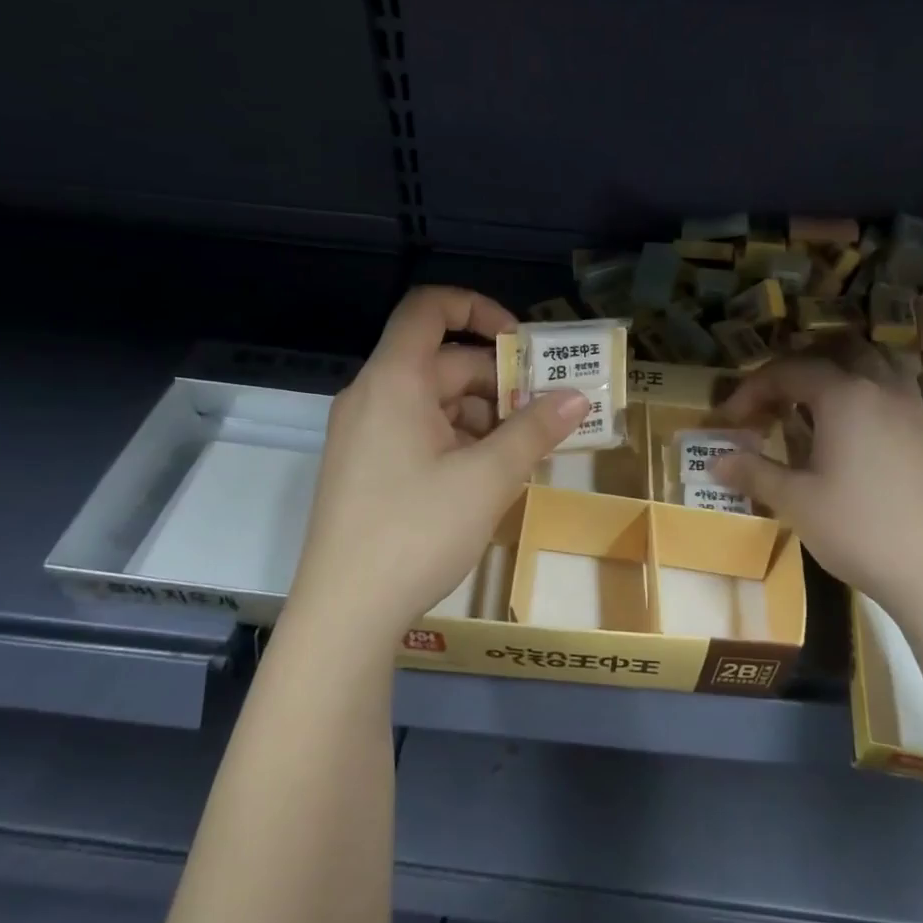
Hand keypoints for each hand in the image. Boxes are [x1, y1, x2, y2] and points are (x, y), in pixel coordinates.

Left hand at [288, 288, 588, 635]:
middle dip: (498, 383)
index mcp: (394, 381)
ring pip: (435, 403)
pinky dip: (458, 441)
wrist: (345, 613)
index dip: (478, 308)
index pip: (429, 308)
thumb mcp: (488, 478)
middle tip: (545, 415)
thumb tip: (578, 397)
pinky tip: (488, 477)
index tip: (522, 344)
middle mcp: (373, 396)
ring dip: (483, 417)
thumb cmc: (417, 532)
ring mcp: (365, 435)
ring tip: (523, 453)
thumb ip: (534, 430)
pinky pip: (418, 433)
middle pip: (442, 363)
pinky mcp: (366, 468)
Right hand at [713, 347, 922, 616]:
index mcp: (845, 395)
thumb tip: (715, 461)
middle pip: (835, 352)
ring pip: (872, 363)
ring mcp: (911, 408)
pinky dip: (864, 392)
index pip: (788, 371)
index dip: (752, 390)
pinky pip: (892, 389)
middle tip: (773, 401)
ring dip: (837, 373)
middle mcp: (880, 388)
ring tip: (812, 405)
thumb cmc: (859, 529)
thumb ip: (754, 472)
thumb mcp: (796, 502)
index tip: (729, 419)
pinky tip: (851, 431)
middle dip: (796, 369)